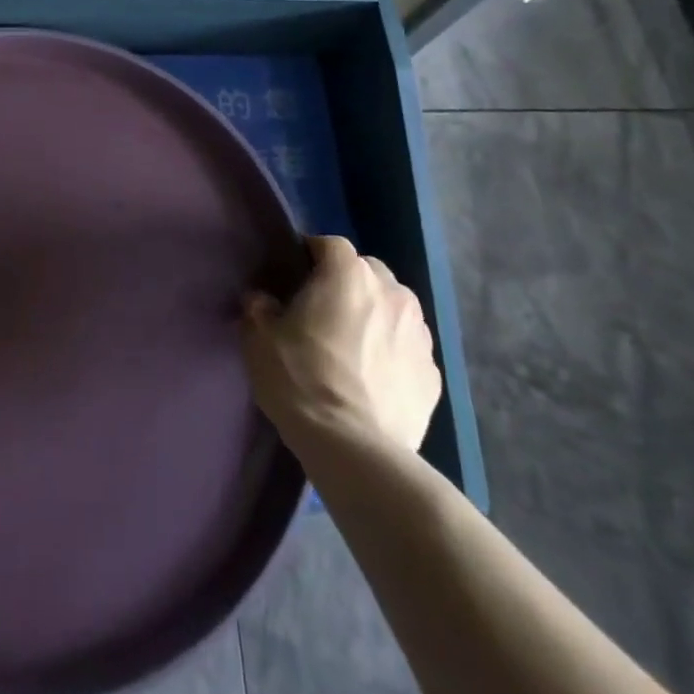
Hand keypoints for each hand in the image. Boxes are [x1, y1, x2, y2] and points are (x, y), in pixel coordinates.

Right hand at [242, 235, 440, 453]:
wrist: (354, 448)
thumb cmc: (301, 379)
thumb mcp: (259, 338)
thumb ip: (259, 307)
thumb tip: (264, 300)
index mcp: (348, 274)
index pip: (328, 244)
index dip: (309, 256)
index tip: (293, 279)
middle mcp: (391, 292)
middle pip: (367, 272)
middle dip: (347, 284)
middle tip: (323, 313)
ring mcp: (419, 334)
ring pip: (394, 309)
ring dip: (375, 317)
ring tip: (352, 347)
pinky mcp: (434, 375)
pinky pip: (408, 349)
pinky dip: (393, 353)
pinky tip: (373, 379)